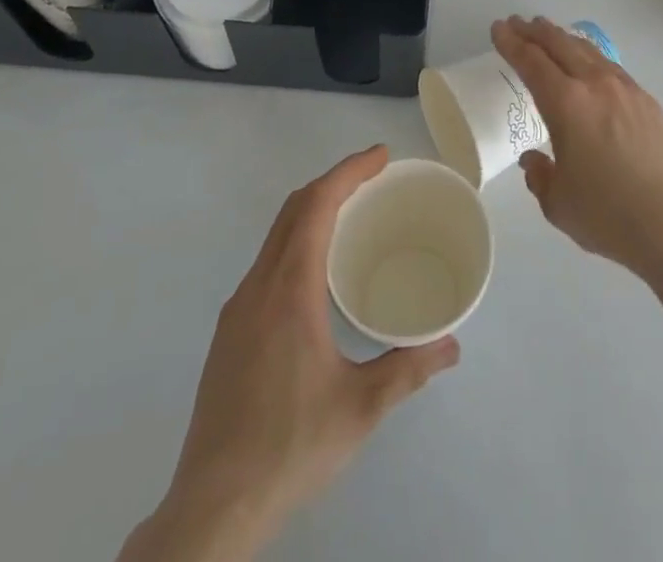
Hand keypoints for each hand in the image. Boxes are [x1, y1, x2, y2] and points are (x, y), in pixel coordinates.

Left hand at [122, 146, 459, 561]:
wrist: (211, 507)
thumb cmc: (289, 446)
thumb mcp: (360, 408)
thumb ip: (408, 368)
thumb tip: (451, 345)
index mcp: (288, 289)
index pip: (316, 205)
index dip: (349, 172)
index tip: (381, 156)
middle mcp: (258, 286)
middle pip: (293, 210)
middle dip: (334, 182)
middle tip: (374, 177)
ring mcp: (237, 309)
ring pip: (276, 236)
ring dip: (313, 210)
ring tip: (351, 216)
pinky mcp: (229, 333)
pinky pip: (267, 263)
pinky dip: (297, 241)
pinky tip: (317, 274)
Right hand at [491, 16, 662, 283]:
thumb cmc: (607, 215)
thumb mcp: (557, 202)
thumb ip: (539, 175)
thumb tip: (533, 160)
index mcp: (566, 104)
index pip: (531, 62)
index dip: (511, 43)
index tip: (499, 28)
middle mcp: (594, 85)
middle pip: (559, 45)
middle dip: (535, 32)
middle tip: (518, 23)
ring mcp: (625, 89)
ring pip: (587, 50)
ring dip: (563, 38)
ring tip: (549, 33)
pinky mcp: (646, 100)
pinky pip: (610, 65)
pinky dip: (590, 55)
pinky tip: (589, 62)